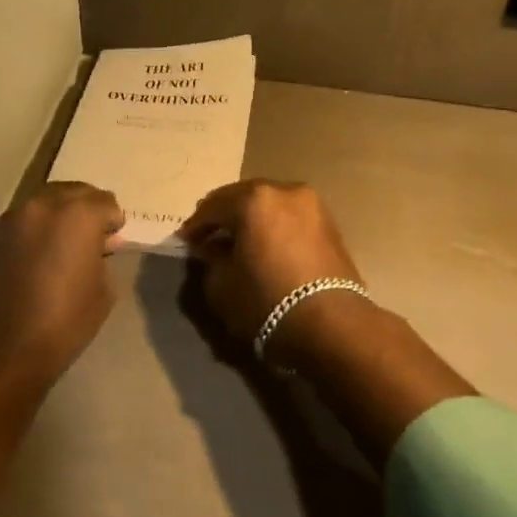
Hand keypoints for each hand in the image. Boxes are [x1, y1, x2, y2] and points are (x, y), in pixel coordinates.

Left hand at [0, 181, 125, 386]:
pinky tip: (37, 254)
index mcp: (79, 215)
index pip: (106, 202)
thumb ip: (104, 256)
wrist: (5, 348)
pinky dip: (35, 227)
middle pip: (74, 191)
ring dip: (59, 214)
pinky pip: (23, 218)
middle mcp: (44, 205)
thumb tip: (100, 244)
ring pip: (45, 200)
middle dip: (87, 209)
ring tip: (62, 243)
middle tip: (91, 236)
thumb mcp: (104, 290)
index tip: (112, 241)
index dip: (113, 222)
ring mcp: (13, 217)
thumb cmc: (66, 321)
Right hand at [176, 180, 364, 355]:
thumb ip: (210, 259)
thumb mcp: (221, 285)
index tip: (185, 240)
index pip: (213, 206)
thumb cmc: (266, 302)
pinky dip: (274, 227)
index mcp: (254, 199)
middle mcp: (285, 191)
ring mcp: (312, 205)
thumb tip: (212, 248)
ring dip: (252, 220)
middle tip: (209, 236)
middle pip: (244, 197)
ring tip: (238, 243)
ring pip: (271, 205)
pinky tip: (265, 247)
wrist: (331, 325)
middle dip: (225, 216)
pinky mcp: (330, 225)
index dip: (196, 225)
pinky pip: (290, 218)